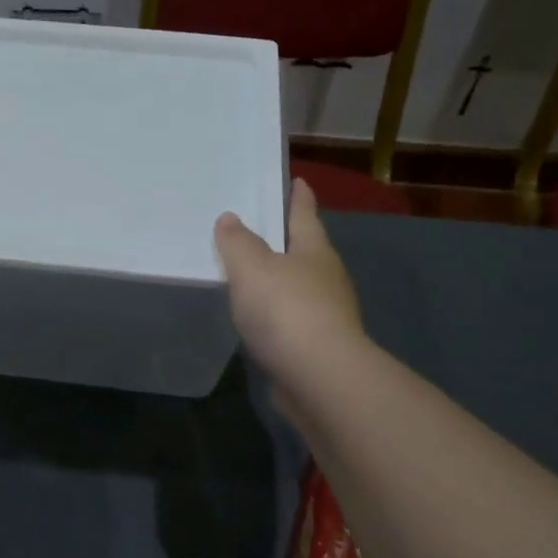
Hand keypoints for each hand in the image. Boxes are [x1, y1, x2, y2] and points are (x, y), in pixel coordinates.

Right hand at [214, 177, 362, 391]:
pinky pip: (292, 320)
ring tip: (254, 276)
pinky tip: (259, 320)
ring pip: (300, 288)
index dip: (299, 198)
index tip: (298, 181)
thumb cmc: (286, 309)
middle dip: (289, 241)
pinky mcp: (318, 347)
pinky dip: (277, 315)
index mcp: (315, 252)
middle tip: (264, 230)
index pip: (304, 215)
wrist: (319, 377)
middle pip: (306, 252)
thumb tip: (230, 218)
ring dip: (281, 281)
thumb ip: (238, 242)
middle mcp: (327, 279)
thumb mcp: (252, 267)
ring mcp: (327, 315)